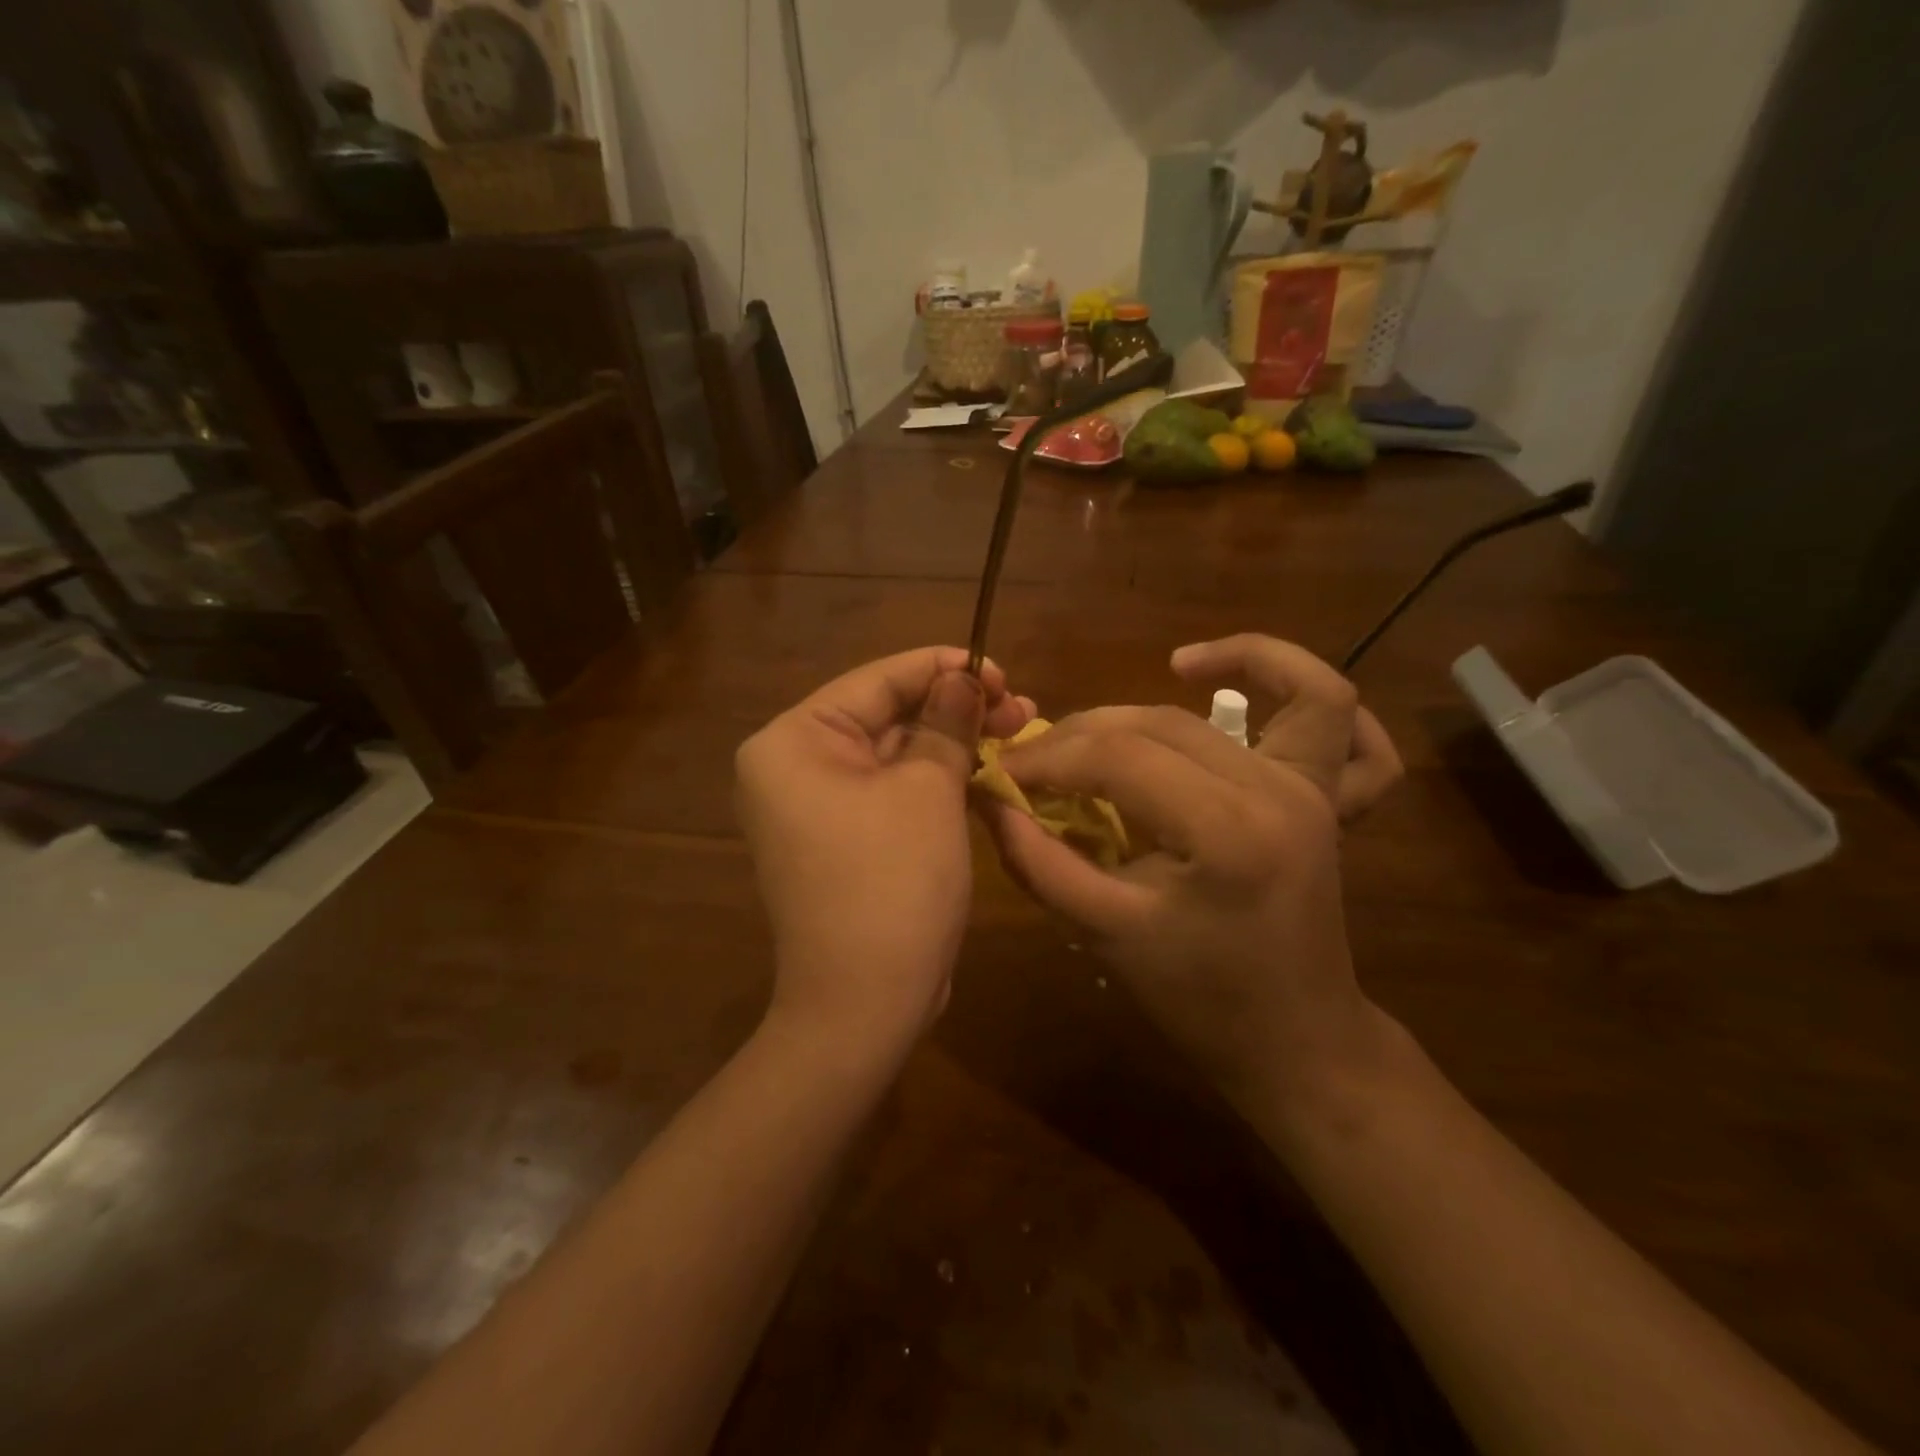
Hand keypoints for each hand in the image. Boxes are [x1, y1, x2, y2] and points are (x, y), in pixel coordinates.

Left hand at [736, 647, 1033, 1051]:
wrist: (864, 1005)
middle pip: (887, 716)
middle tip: (1022, 705)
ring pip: (897, 756)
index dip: (943, 668)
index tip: (1000, 669)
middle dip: (956, 709)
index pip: (877, 681)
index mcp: (794, 741)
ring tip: (1019, 729)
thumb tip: (965, 679)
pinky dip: (938, 781)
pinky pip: (894, 793)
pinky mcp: (846, 839)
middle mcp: (794, 767)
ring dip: (955, 744)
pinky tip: (989, 770)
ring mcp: (818, 807)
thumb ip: (947, 723)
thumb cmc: (892, 882)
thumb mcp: (929, 790)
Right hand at [981, 637, 1401, 1108]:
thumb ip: (1039, 861)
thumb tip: (990, 800)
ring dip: (1213, 672)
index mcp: (1227, 833)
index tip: (1001, 772)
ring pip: (1267, 695)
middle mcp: (1279, 792)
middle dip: (1086, 732)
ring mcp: (1316, 789)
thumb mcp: (1105, 935)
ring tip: (1166, 671)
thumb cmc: (1199, 1001)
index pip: (1117, 759)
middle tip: (1039, 759)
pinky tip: (1245, 685)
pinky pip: (1341, 718)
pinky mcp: (1327, 796)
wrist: (1297, 1042)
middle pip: (1165, 723)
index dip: (1048, 758)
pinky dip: (1300, 684)